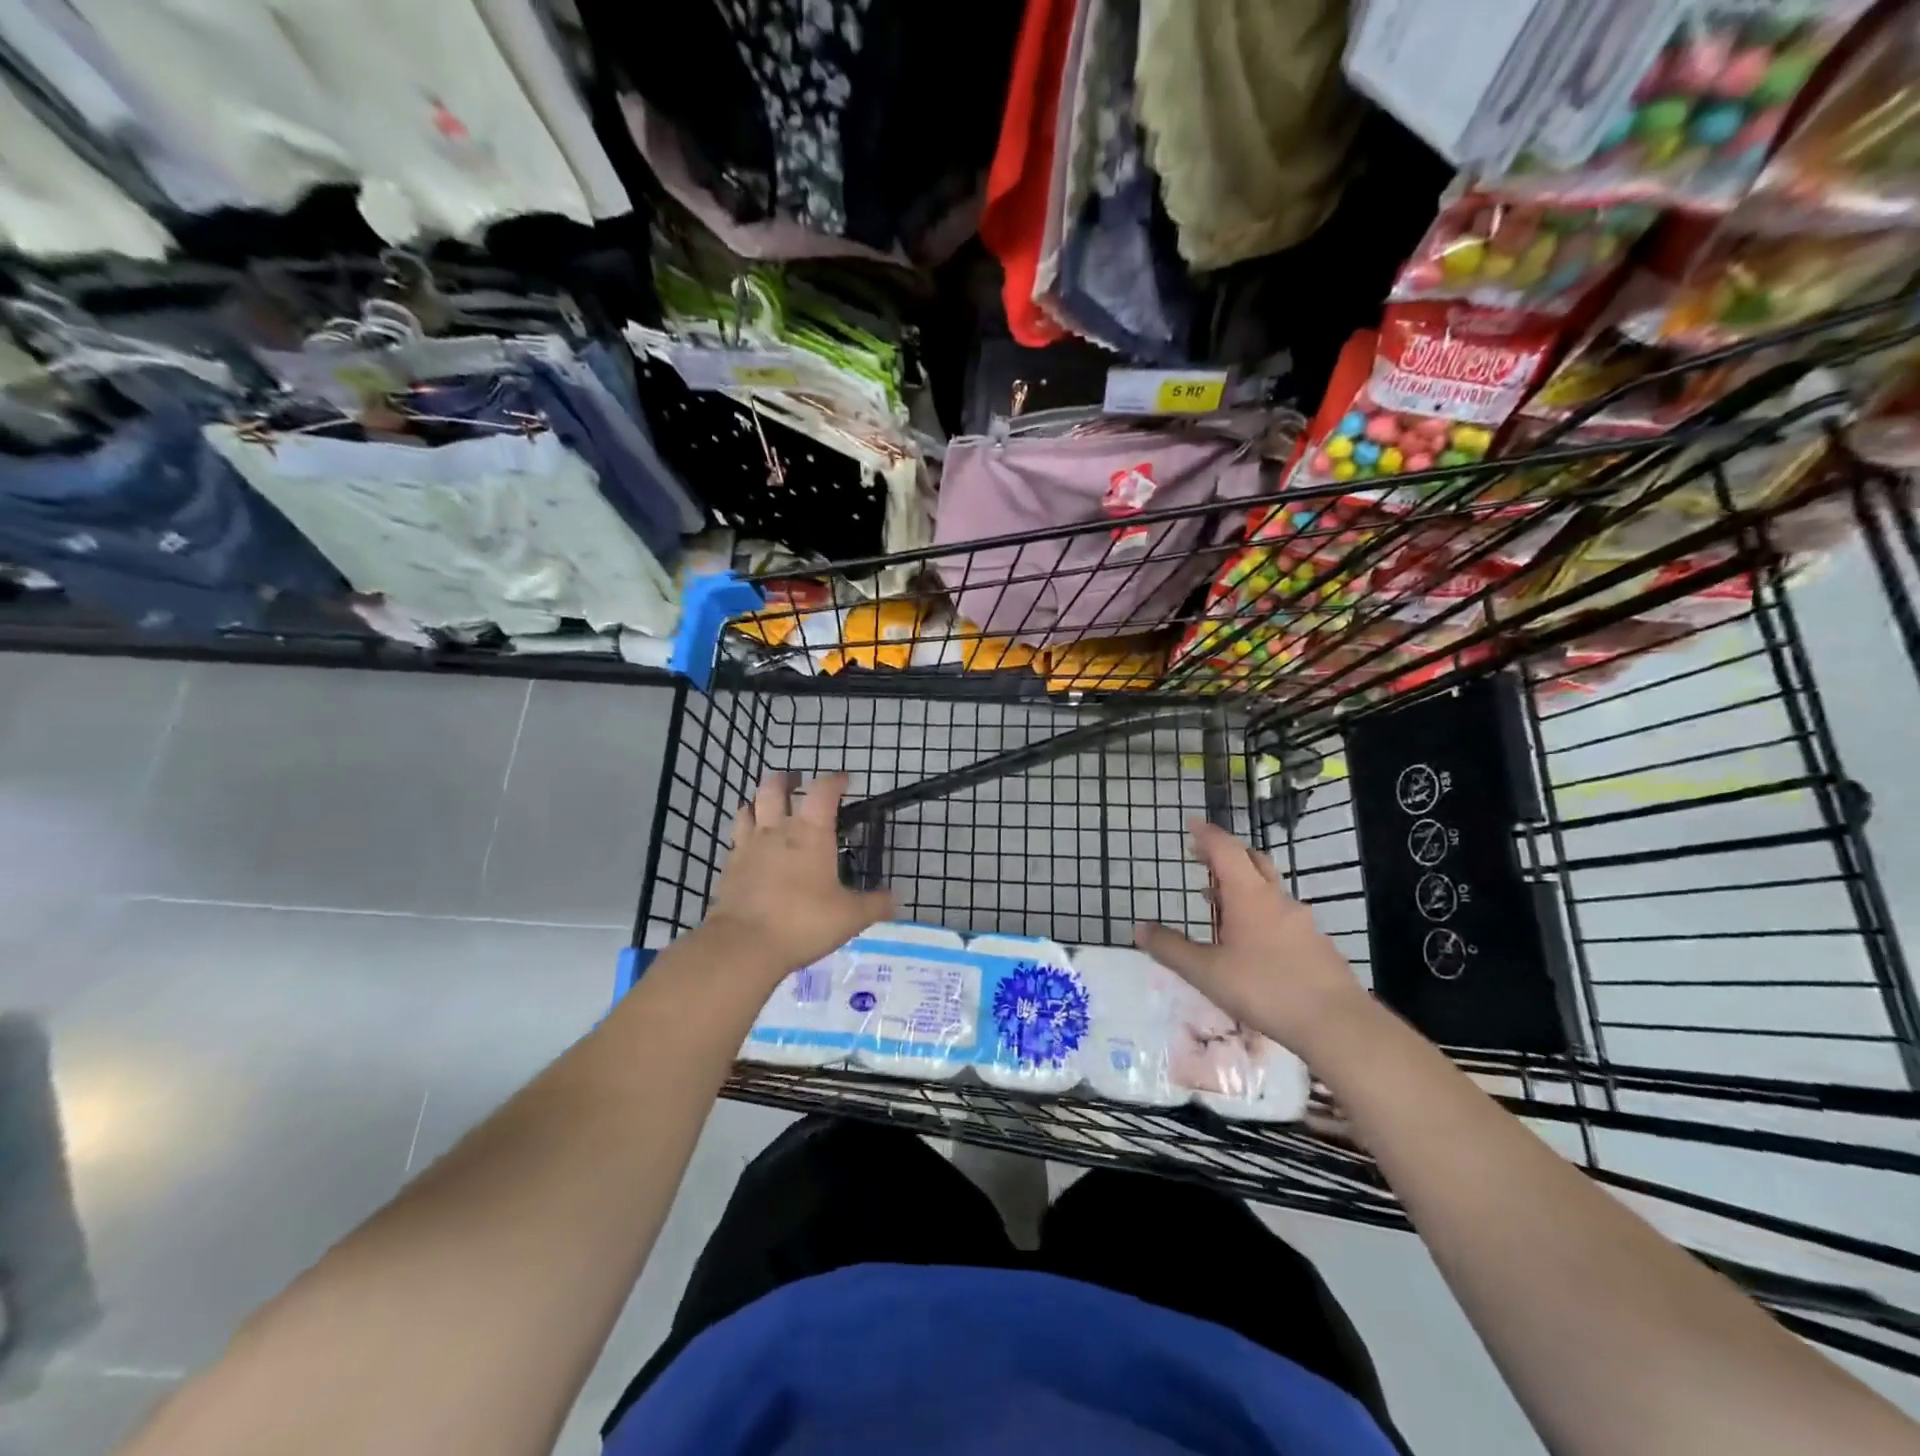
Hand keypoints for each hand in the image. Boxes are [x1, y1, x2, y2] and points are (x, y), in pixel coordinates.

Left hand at [704, 772, 894, 979]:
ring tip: (768, 806)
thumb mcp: (850, 917)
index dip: (835, 780)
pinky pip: (736, 837)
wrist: (744, 944)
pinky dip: (745, 832)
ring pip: (750, 807)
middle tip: (796, 782)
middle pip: (774, 788)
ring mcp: (749, 846)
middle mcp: (778, 830)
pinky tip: (751, 844)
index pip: (823, 791)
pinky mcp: (729, 866)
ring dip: (760, 801)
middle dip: (786, 780)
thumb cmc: (804, 921)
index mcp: (811, 833)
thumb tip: (895, 899)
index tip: (844, 781)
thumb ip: (874, 905)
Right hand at [1135, 819, 1371, 1052]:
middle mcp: (1276, 899)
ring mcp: (1300, 920)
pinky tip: (1251, 939)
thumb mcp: (1206, 972)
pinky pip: (1281, 913)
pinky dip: (1260, 910)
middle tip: (1201, 856)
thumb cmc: (1264, 988)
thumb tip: (1139, 928)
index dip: (1207, 834)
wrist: (1335, 1022)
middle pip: (1252, 860)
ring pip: (1267, 888)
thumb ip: (1171, 949)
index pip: (1225, 849)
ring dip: (1241, 884)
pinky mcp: (1314, 943)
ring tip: (1217, 899)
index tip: (1192, 824)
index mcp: (1248, 895)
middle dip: (1225, 853)